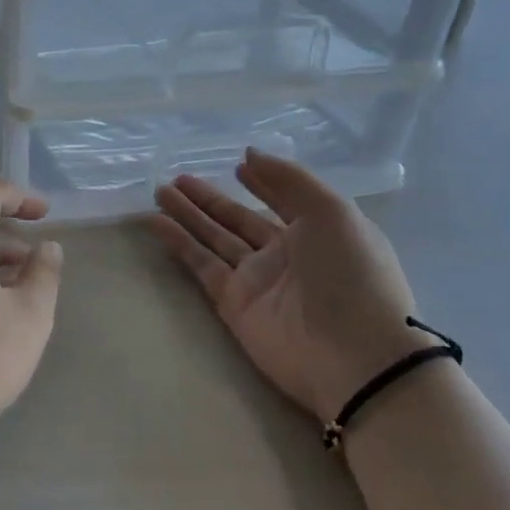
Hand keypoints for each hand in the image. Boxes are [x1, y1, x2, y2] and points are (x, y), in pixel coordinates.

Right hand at [152, 148, 421, 422]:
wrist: (354, 356)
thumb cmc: (351, 274)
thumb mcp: (332, 212)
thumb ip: (289, 178)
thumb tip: (249, 154)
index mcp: (317, 232)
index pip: (282, 201)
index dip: (262, 183)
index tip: (238, 164)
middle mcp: (285, 254)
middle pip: (238, 219)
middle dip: (210, 199)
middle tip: (178, 177)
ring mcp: (257, 280)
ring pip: (214, 238)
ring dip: (188, 214)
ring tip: (159, 191)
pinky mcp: (233, 303)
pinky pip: (200, 265)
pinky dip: (178, 243)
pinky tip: (155, 221)